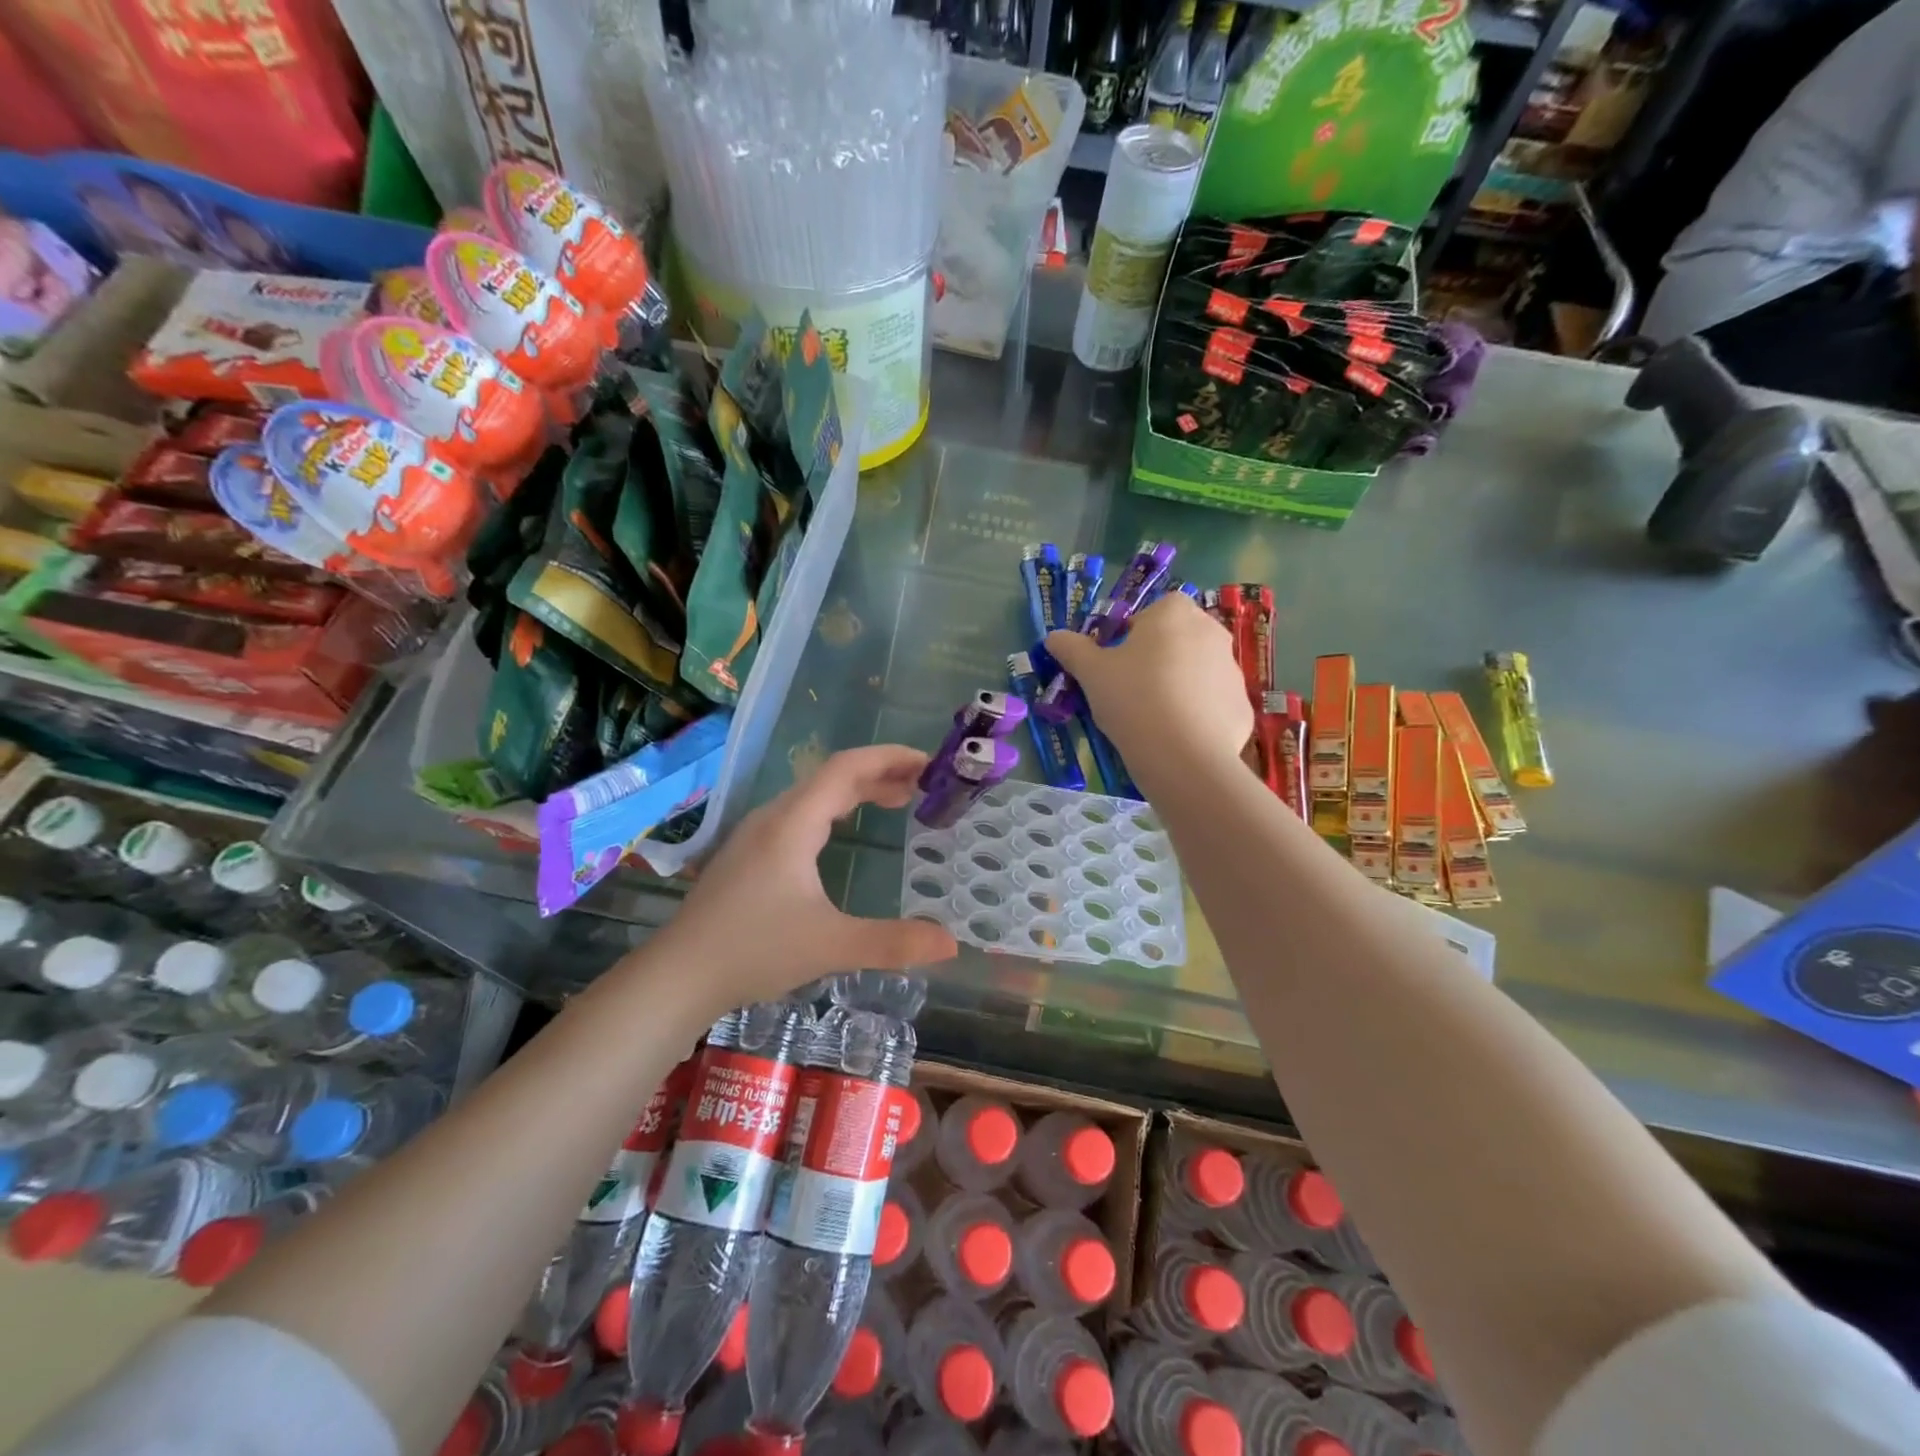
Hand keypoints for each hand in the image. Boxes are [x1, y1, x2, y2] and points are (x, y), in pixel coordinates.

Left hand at [639, 744, 959, 1010]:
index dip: (890, 757)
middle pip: (832, 776)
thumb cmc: (753, 951)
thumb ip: (892, 942)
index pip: (847, 767)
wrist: (678, 975)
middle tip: (924, 786)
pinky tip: (842, 831)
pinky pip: (800, 813)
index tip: (928, 763)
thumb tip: (951, 943)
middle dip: (881, 773)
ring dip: (857, 790)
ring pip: (814, 795)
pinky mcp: (748, 853)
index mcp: (793, 823)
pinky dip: (835, 809)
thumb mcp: (830, 945)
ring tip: (897, 801)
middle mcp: (774, 817)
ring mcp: (756, 834)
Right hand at [1046, 595, 1253, 779]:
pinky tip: (1176, 737)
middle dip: (1157, 657)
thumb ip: (1072, 649)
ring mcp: (1232, 670)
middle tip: (1130, 689)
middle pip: (1178, 638)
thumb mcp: (1091, 673)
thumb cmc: (1133, 698)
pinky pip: (1213, 703)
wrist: (1183, 755)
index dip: (1132, 634)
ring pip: (1197, 671)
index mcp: (1174, 613)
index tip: (1116, 662)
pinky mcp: (1242, 706)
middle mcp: (1211, 631)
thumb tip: (1053, 636)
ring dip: (1178, 685)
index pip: (1153, 610)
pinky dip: (1197, 714)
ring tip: (1152, 717)